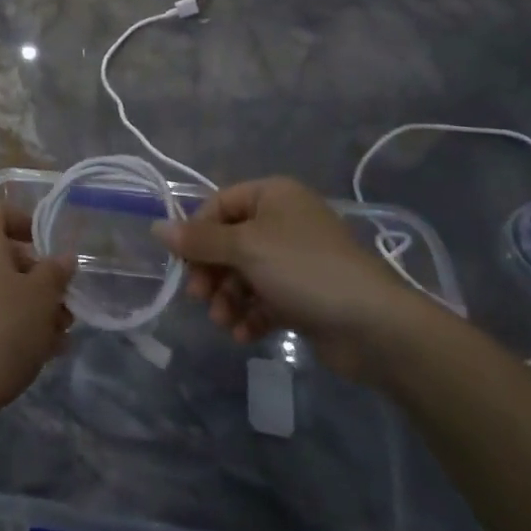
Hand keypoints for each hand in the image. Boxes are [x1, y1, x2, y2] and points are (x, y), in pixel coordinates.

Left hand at [0, 199, 74, 438]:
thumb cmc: (2, 328)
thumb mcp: (42, 297)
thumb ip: (55, 273)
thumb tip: (63, 257)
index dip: (26, 222)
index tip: (50, 248)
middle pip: (0, 254)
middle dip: (36, 277)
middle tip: (64, 303)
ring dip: (28, 306)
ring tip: (60, 336)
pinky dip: (8, 326)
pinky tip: (38, 356)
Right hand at [151, 177, 438, 380]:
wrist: (374, 325)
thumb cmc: (303, 270)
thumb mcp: (244, 248)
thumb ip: (198, 240)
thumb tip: (156, 227)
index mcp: (272, 195)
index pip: (219, 205)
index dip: (197, 232)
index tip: (184, 262)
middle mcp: (283, 221)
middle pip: (230, 242)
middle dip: (212, 272)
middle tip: (199, 298)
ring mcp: (296, 259)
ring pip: (245, 273)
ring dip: (228, 298)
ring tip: (223, 323)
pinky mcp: (305, 295)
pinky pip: (265, 298)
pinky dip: (250, 315)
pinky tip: (243, 335)